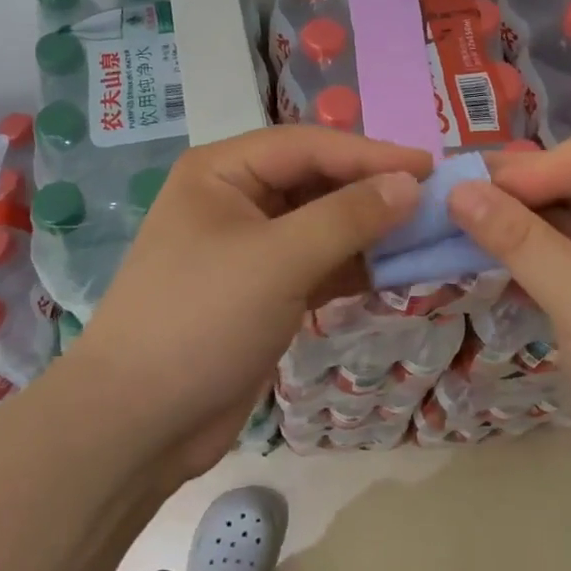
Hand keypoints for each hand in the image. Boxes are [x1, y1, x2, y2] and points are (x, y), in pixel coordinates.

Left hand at [59, 126, 430, 480]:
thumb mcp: (279, 260)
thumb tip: (410, 184)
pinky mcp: (262, 291)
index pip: (309, 146)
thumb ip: (348, 217)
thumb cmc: (202, 320)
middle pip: (316, 181)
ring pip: (321, 224)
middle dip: (371, 191)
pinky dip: (352, 266)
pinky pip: (317, 263)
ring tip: (425, 234)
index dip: (370, 154)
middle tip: (434, 201)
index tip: (429, 167)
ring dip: (368, 230)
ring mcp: (249, 247)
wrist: (136, 425)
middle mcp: (235, 198)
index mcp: (223, 171)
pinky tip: (394, 271)